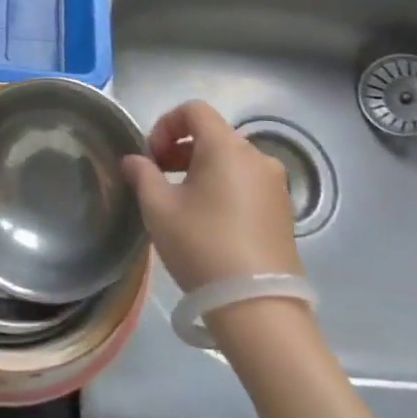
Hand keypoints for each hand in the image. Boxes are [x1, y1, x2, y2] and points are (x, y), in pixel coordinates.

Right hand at [122, 100, 301, 291]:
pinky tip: (209, 221)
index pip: (194, 110)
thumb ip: (142, 175)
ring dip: (202, 168)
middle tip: (159, 178)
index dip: (166, 124)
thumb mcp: (158, 209)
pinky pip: (247, 182)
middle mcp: (257, 157)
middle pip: (213, 134)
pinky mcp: (284, 211)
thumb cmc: (202, 246)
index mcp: (226, 147)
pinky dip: (224, 187)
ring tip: (182, 202)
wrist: (258, 307)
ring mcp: (275, 184)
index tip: (151, 157)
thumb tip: (133, 159)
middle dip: (180, 149)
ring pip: (231, 160)